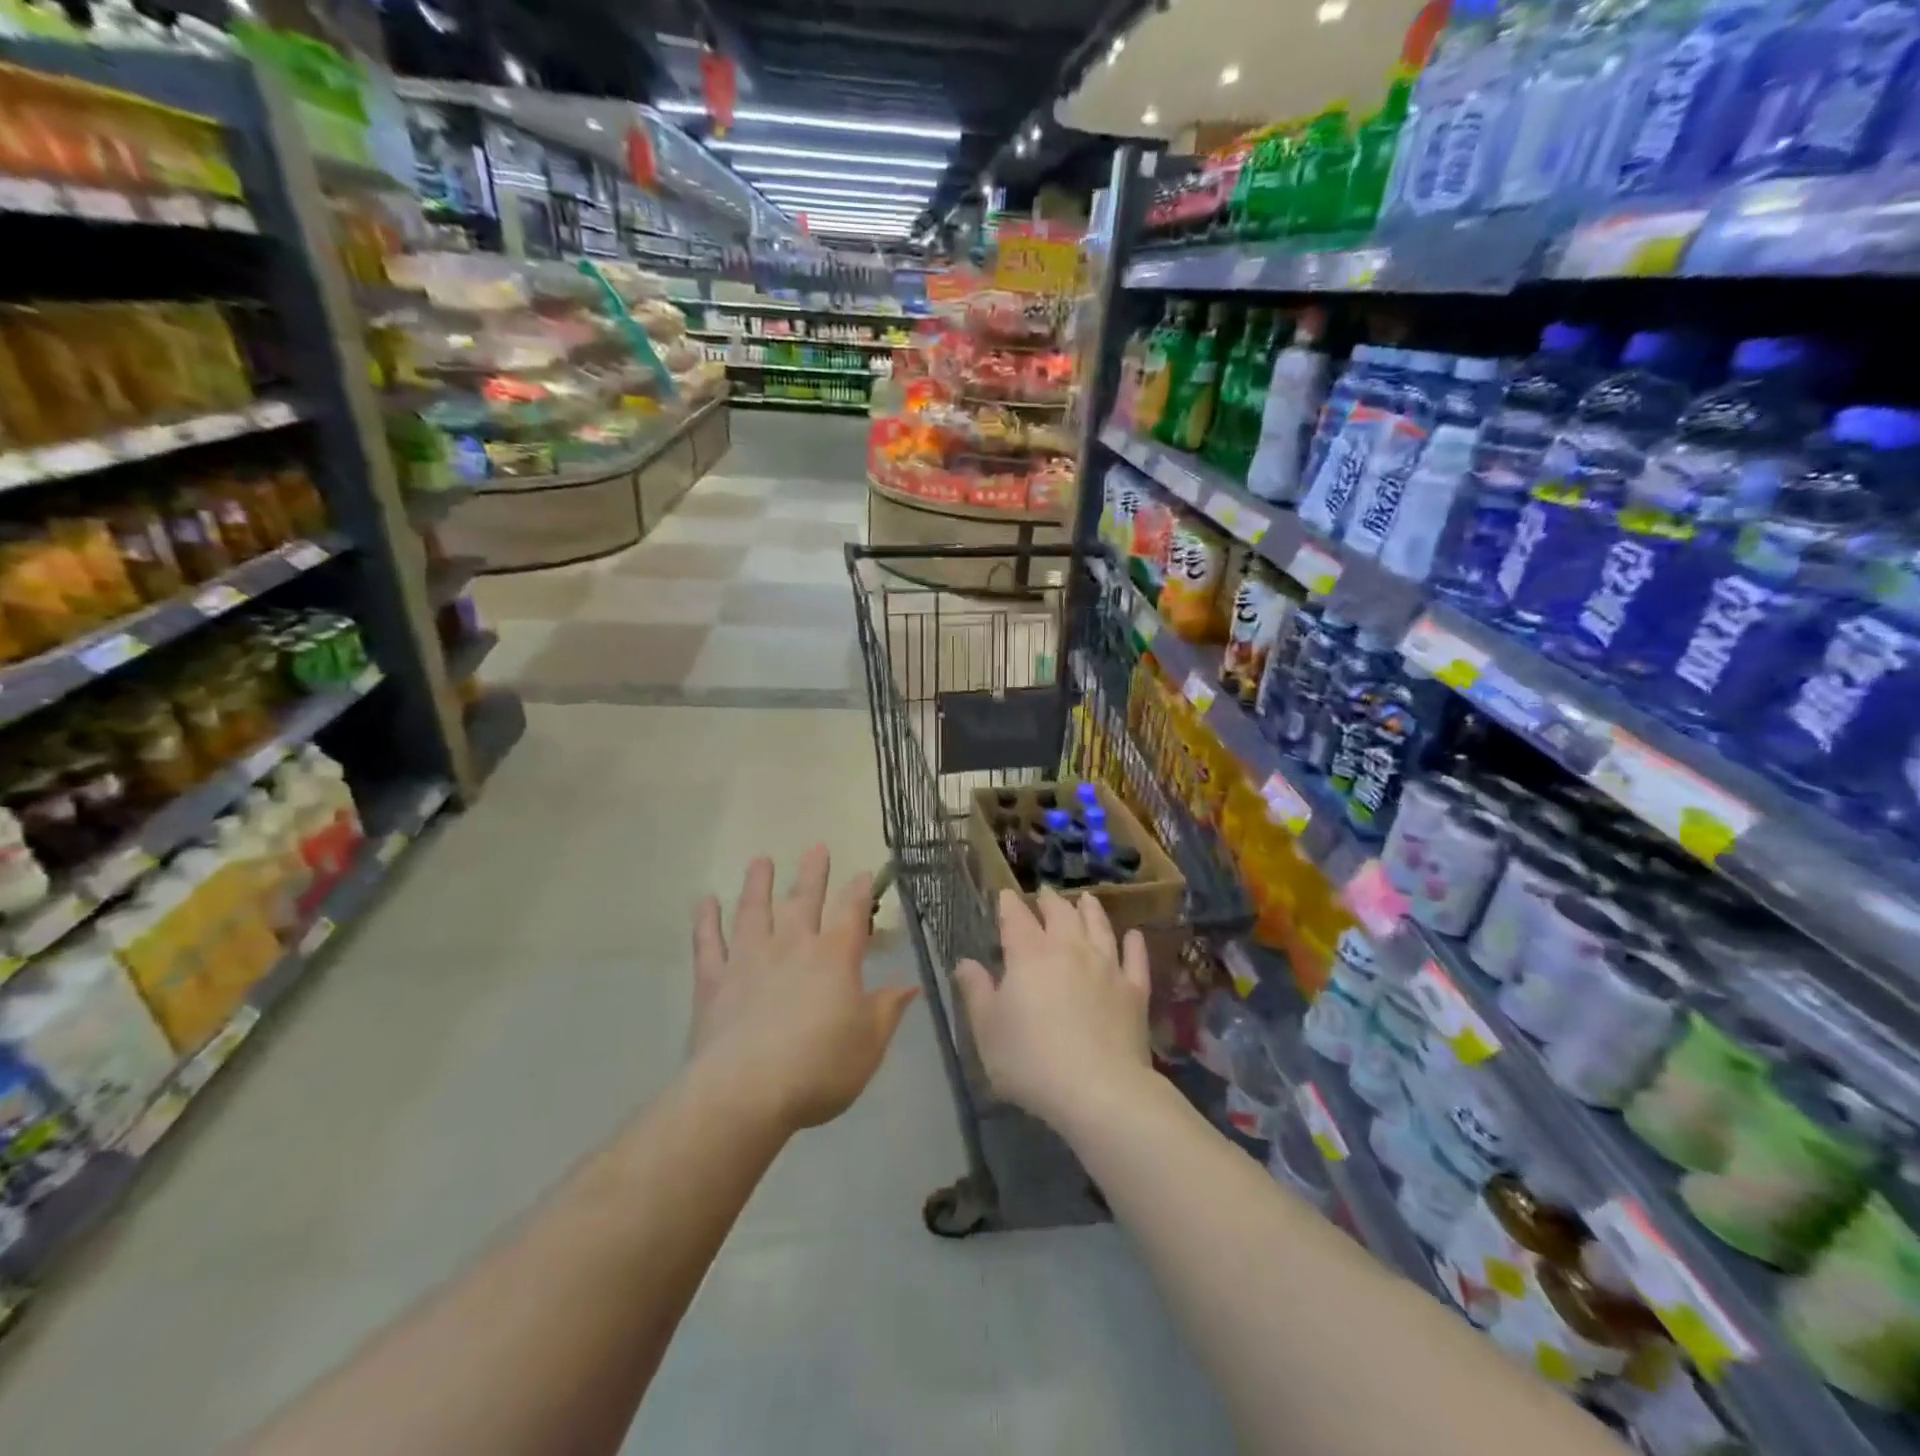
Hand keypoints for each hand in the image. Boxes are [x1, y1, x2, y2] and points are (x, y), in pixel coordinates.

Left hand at [690, 846, 918, 1134]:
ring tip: (760, 861)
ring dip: (758, 884)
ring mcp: (749, 960)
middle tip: (816, 847)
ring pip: (754, 911)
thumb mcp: (868, 1044)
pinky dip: (706, 921)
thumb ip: (887, 1010)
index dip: (859, 890)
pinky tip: (705, 901)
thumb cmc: (819, 1068)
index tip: (862, 873)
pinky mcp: (713, 982)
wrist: (746, 1092)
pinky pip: (708, 943)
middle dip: (813, 873)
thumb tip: (910, 985)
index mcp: (834, 957)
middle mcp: (792, 946)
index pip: (851, 912)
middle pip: (804, 900)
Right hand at [955, 889, 1152, 1132]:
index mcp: (1029, 955)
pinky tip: (1134, 935)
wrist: (1099, 1091)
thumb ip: (976, 992)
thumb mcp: (987, 1031)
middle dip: (1049, 901)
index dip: (1009, 904)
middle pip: (1060, 914)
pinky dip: (1134, 943)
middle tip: (1044, 893)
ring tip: (1086, 899)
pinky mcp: (1134, 990)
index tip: (1006, 895)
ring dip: (1091, 910)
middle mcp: (1069, 949)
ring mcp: (1106, 967)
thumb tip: (965, 962)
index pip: (1016, 919)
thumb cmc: (1031, 1061)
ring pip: (1099, 927)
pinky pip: (1135, 958)